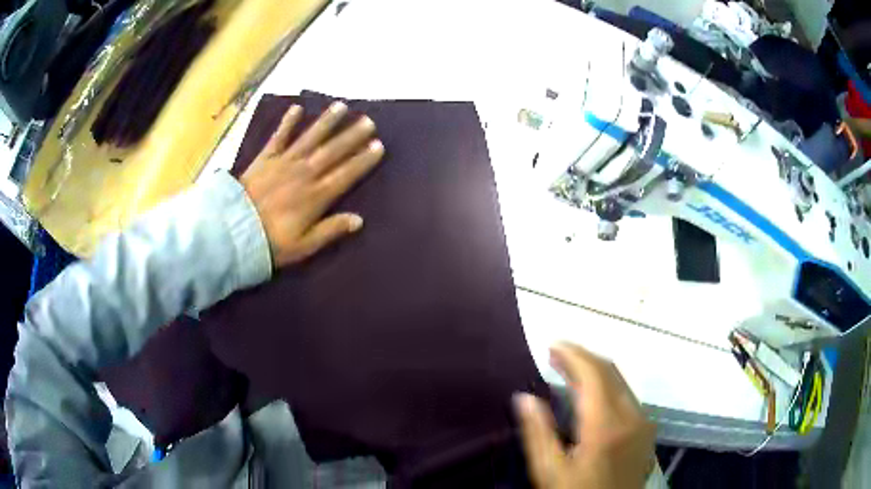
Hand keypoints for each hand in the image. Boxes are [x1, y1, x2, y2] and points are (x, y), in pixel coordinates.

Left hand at [240, 101, 383, 266]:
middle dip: (352, 136)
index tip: (378, 146)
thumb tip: (359, 220)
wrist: (233, 231)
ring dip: (326, 122)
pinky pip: (279, 136)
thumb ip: (330, 230)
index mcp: (316, 196)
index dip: (363, 160)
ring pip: (310, 138)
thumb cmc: (271, 242)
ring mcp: (284, 162)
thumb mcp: (304, 245)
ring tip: (341, 106)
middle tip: (369, 121)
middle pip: (332, 151)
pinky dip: (287, 122)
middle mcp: (304, 173)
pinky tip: (296, 108)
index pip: (345, 174)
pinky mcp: (265, 158)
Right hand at [514, 343, 655, 488]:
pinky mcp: (645, 430)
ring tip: (569, 369)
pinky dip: (607, 385)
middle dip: (583, 357)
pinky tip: (591, 394)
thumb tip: (523, 397)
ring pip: (621, 381)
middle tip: (555, 354)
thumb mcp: (549, 471)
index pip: (594, 374)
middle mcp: (632, 416)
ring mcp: (642, 422)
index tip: (552, 344)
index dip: (573, 354)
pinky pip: (627, 396)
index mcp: (607, 425)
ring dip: (595, 370)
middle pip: (610, 371)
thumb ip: (538, 433)